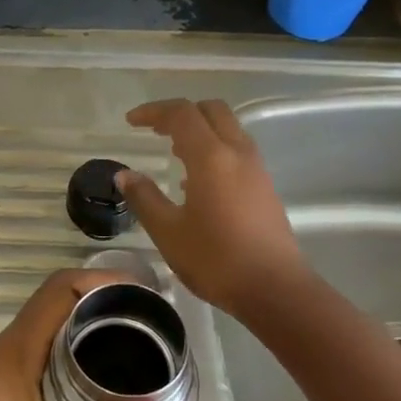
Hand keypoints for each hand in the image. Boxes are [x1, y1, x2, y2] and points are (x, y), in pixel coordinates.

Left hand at [0, 270, 196, 400]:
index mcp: (11, 357)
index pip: (59, 290)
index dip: (104, 282)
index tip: (147, 300)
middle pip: (56, 309)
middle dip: (105, 313)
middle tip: (154, 335)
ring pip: (46, 337)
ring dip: (87, 340)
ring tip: (136, 361)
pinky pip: (37, 363)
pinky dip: (70, 365)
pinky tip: (99, 398)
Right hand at [117, 98, 309, 315]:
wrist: (275, 289)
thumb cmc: (216, 260)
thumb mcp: (168, 232)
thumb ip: (144, 198)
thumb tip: (124, 175)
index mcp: (211, 157)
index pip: (181, 114)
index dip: (154, 112)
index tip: (131, 121)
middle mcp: (237, 152)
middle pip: (211, 110)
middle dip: (181, 113)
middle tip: (156, 130)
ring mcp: (256, 169)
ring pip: (228, 128)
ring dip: (200, 130)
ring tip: (174, 153)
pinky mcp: (265, 186)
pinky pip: (237, 150)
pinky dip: (214, 149)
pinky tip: (197, 182)